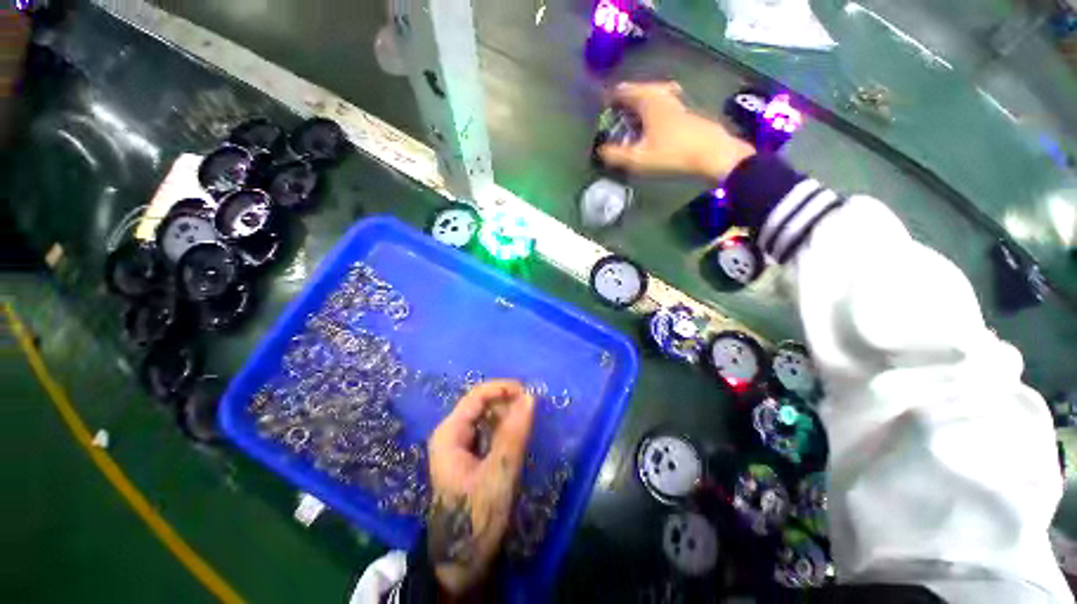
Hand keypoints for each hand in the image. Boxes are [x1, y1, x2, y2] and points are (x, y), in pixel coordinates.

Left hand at [427, 380, 535, 596]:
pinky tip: (519, 437)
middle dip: (508, 403)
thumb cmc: (476, 519)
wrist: (462, 563)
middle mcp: (452, 433)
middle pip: (482, 405)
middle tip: (533, 411)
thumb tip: (530, 397)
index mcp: (450, 433)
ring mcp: (460, 445)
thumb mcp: (499, 476)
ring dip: (509, 416)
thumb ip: (514, 435)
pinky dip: (507, 430)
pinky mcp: (470, 456)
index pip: (477, 396)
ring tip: (529, 424)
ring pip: (487, 418)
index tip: (529, 393)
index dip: (503, 389)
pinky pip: (490, 433)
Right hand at [598, 81, 755, 180]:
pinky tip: (650, 130)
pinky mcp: (686, 112)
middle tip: (614, 121)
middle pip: (638, 92)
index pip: (623, 90)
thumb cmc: (672, 154)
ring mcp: (677, 101)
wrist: (713, 155)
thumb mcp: (638, 159)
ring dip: (639, 109)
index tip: (600, 114)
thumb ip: (615, 155)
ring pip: (652, 98)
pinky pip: (662, 106)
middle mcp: (662, 93)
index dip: (609, 100)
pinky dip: (651, 114)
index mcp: (648, 99)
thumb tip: (600, 151)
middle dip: (624, 104)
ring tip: (630, 126)